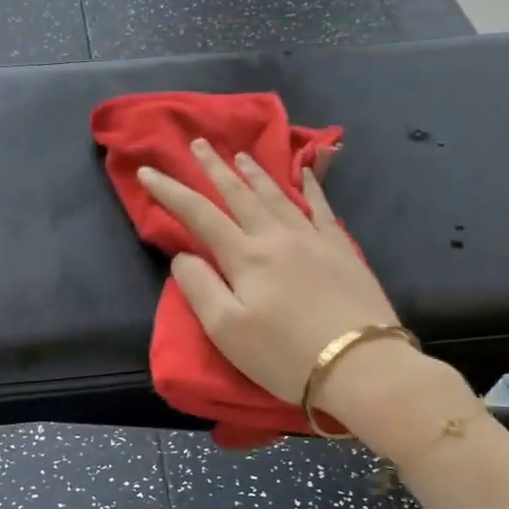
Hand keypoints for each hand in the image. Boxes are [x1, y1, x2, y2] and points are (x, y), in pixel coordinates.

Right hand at [136, 139, 402, 405]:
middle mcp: (276, 237)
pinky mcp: (342, 250)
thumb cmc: (284, 354)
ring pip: (277, 195)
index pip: (198, 214)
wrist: (361, 365)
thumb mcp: (226, 330)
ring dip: (255, 173)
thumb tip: (184, 256)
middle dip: (215, 168)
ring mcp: (313, 239)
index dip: (170, 192)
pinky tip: (306, 174)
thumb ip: (198, 287)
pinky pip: (321, 208)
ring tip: (241, 155)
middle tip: (199, 143)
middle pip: (239, 194)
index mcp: (244, 256)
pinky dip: (310, 187)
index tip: (148, 172)